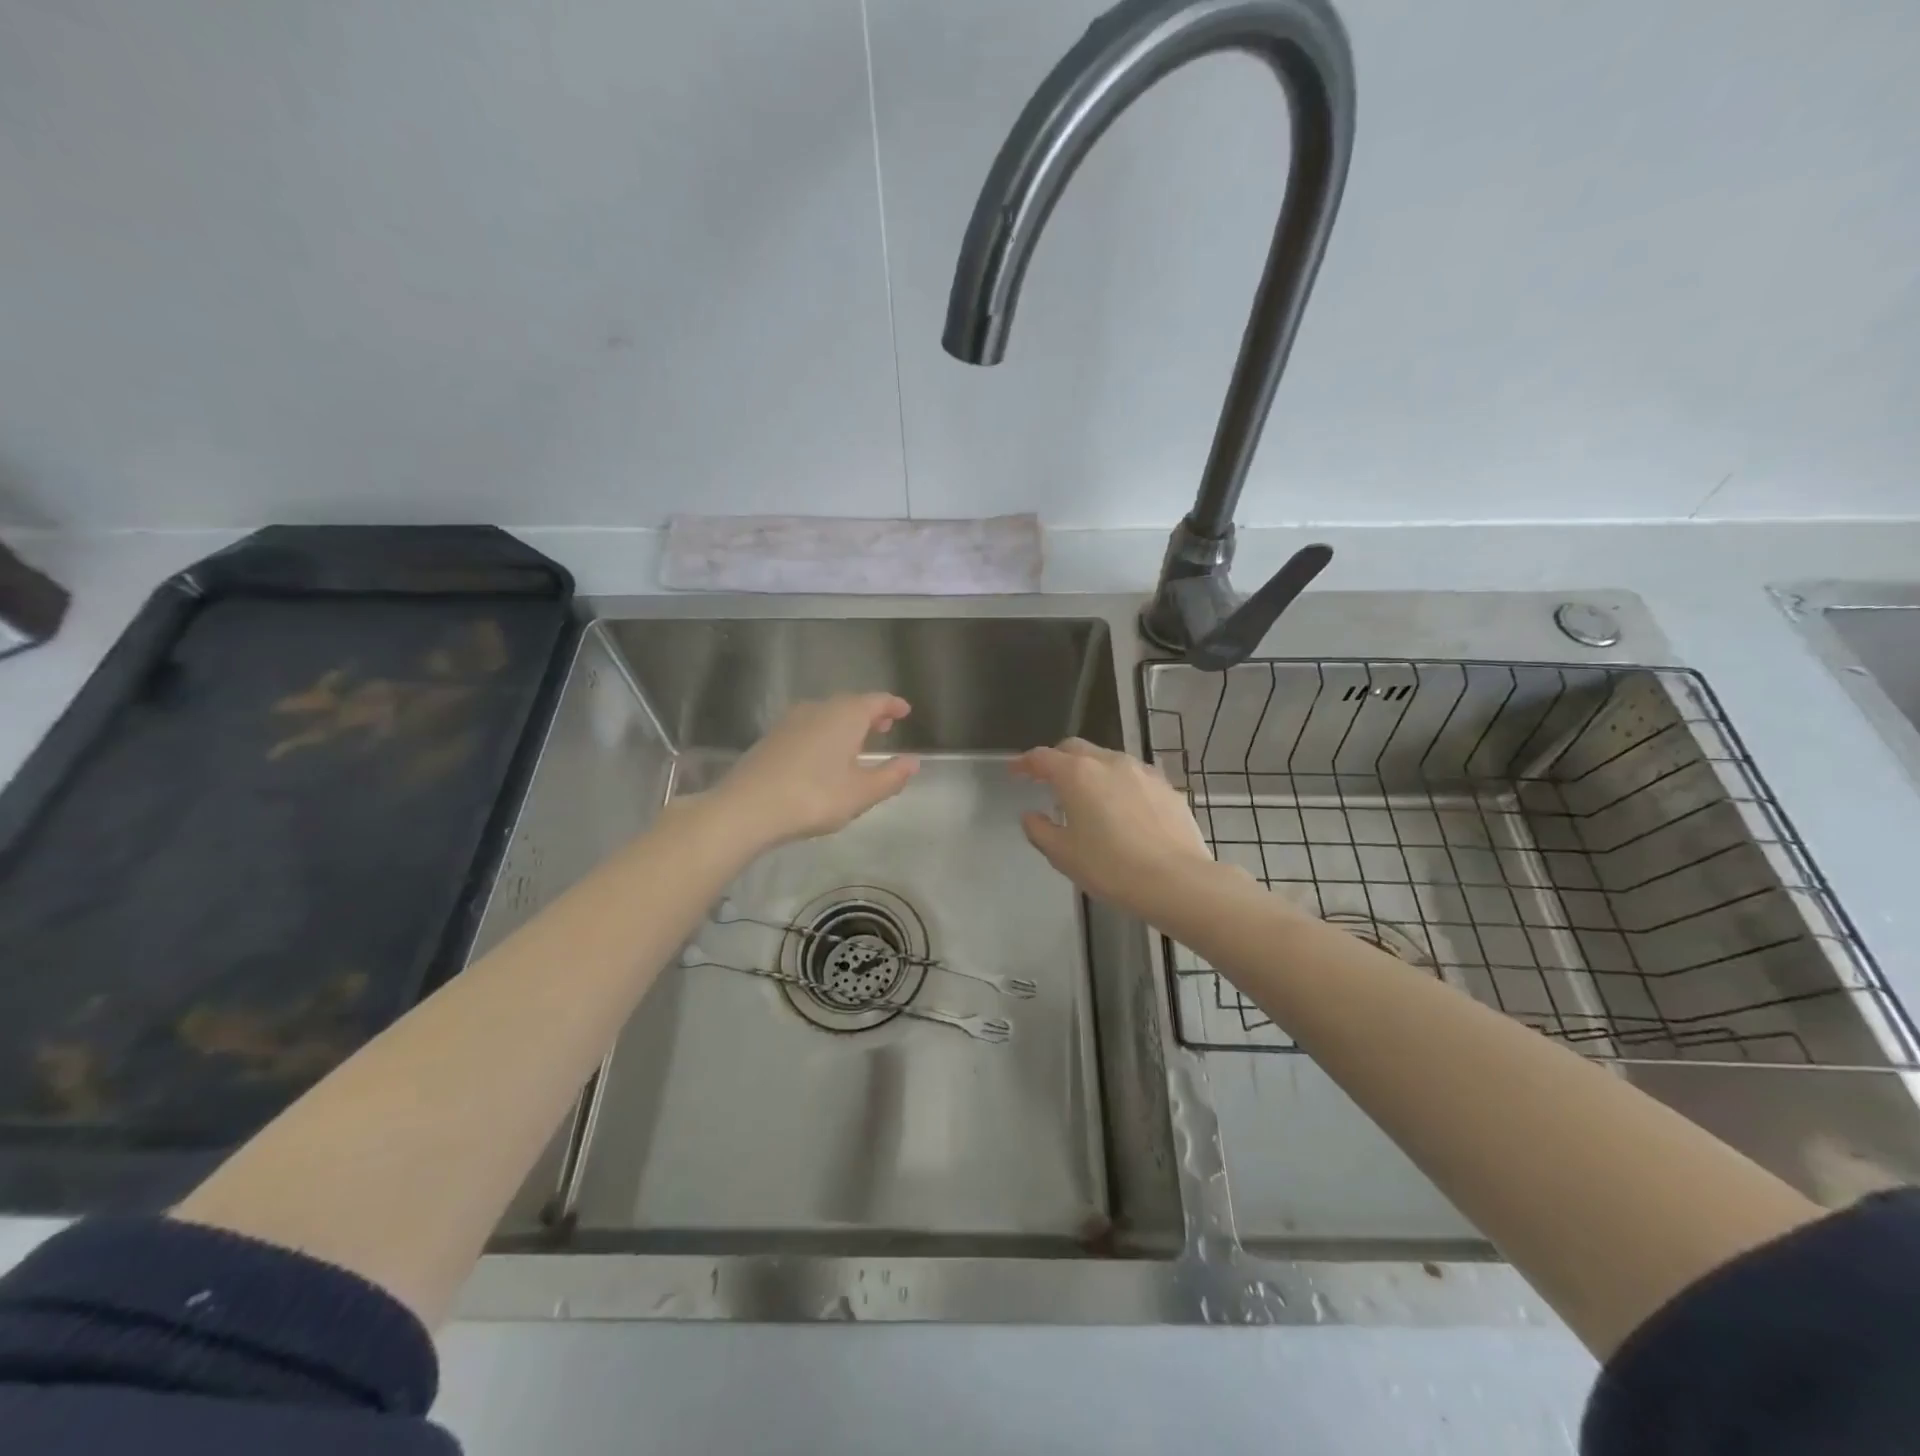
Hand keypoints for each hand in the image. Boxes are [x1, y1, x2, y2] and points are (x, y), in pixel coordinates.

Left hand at [711, 694, 919, 850]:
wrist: (747, 807)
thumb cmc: (814, 797)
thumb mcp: (861, 793)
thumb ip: (890, 776)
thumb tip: (913, 763)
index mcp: (845, 715)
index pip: (876, 701)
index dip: (893, 706)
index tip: (905, 711)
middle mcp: (818, 709)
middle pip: (850, 704)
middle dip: (869, 714)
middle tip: (884, 727)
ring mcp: (791, 721)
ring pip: (826, 714)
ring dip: (845, 724)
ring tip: (856, 743)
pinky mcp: (772, 737)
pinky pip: (808, 727)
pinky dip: (824, 734)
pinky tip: (823, 756)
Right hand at [1010, 738, 1214, 914]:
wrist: (1177, 881)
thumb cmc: (1110, 868)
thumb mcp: (1063, 855)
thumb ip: (1040, 830)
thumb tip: (1031, 815)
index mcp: (1077, 774)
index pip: (1042, 757)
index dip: (1025, 762)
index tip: (1015, 771)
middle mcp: (1109, 762)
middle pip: (1075, 749)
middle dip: (1057, 760)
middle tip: (1047, 780)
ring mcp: (1142, 771)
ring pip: (1107, 759)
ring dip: (1090, 770)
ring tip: (1086, 796)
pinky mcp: (1166, 786)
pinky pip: (1133, 776)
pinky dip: (1117, 784)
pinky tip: (1121, 808)